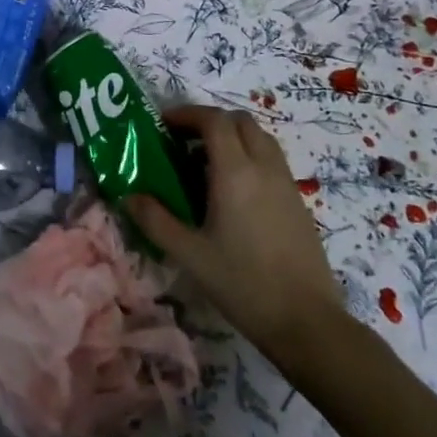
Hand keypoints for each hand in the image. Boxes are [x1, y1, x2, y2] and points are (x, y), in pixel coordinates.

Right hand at [127, 105, 344, 352]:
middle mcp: (264, 167)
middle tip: (184, 141)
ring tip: (206, 163)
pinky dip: (249, 157)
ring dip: (232, 137)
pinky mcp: (298, 202)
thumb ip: (155, 220)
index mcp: (236, 172)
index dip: (187, 114)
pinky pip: (271, 160)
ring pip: (260, 138)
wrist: (307, 322)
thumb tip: (129, 196)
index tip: (164, 125)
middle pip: (240, 121)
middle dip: (210, 121)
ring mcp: (286, 183)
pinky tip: (233, 192)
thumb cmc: (243, 283)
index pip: (214, 120)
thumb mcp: (189, 254)